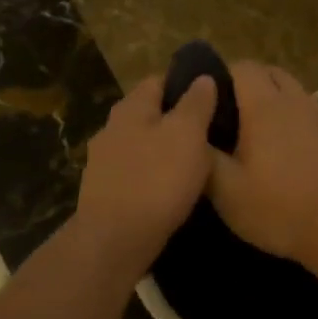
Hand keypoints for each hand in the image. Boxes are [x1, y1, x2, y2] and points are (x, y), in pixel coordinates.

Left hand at [73, 75, 217, 273]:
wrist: (115, 241)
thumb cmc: (156, 180)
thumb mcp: (187, 134)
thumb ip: (196, 104)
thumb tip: (203, 78)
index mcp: (131, 108)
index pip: (159, 80)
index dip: (186, 84)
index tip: (213, 97)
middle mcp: (111, 128)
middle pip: (149, 114)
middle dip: (176, 120)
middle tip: (210, 132)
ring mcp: (104, 162)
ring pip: (142, 145)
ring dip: (165, 150)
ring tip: (196, 163)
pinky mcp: (105, 193)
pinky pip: (136, 174)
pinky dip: (153, 176)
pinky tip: (172, 190)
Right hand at [207, 63, 317, 269]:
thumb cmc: (280, 209)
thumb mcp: (228, 192)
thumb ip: (205, 157)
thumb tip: (191, 135)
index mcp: (266, 106)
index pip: (242, 67)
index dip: (220, 75)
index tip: (204, 100)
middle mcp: (296, 102)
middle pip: (270, 73)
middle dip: (246, 84)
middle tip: (226, 115)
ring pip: (292, 92)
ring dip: (272, 101)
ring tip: (252, 134)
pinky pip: (308, 114)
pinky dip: (291, 120)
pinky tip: (283, 153)